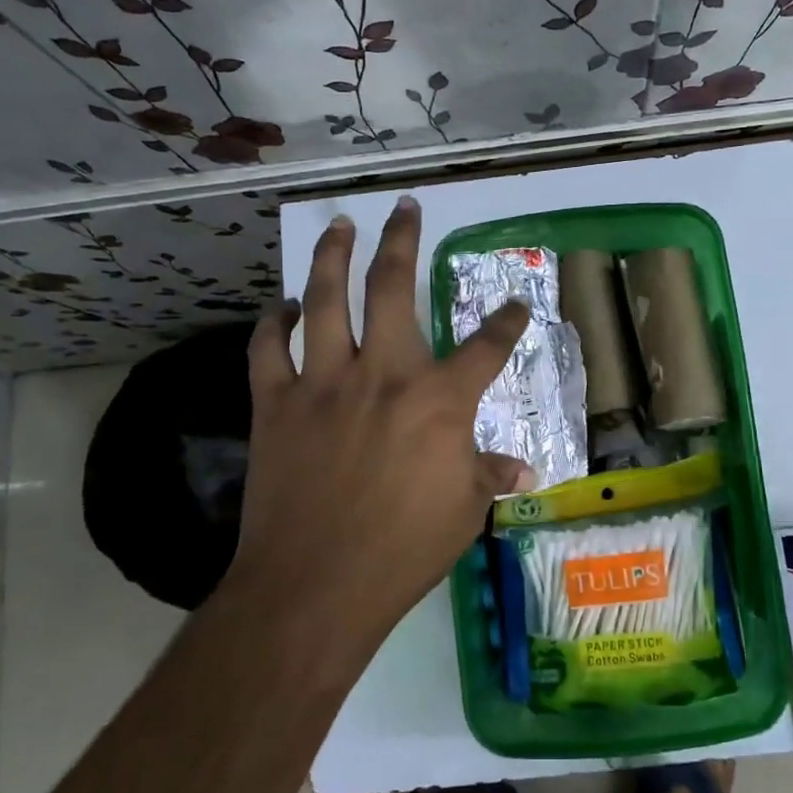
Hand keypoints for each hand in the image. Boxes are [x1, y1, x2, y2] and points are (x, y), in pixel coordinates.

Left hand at [232, 197, 530, 647]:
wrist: (315, 585)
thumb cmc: (403, 550)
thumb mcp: (464, 512)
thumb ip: (490, 475)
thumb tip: (525, 468)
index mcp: (439, 400)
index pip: (487, 347)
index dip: (507, 321)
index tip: (515, 305)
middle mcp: (383, 374)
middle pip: (392, 288)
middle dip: (401, 241)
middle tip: (403, 208)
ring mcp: (324, 382)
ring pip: (325, 300)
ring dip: (332, 257)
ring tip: (339, 226)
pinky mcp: (276, 404)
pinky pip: (267, 349)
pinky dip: (272, 323)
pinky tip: (282, 306)